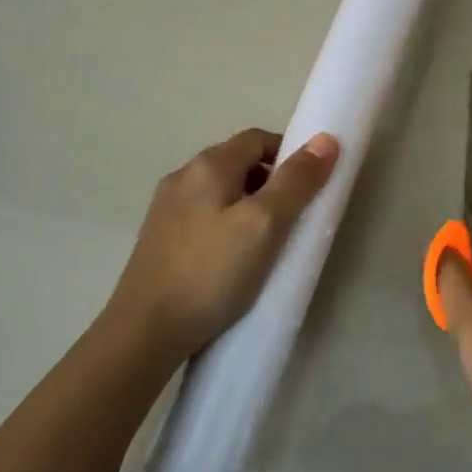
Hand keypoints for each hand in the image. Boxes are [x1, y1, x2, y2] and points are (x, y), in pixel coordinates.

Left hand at [106, 127, 338, 369]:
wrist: (145, 332)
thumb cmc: (212, 272)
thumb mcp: (264, 224)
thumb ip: (296, 181)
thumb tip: (325, 139)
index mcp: (208, 165)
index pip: (258, 139)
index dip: (289, 155)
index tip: (309, 188)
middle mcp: (182, 177)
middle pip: (238, 163)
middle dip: (271, 182)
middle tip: (293, 219)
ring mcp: (166, 209)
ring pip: (220, 192)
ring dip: (249, 205)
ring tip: (266, 243)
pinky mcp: (159, 239)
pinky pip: (204, 216)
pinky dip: (227, 225)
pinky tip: (233, 259)